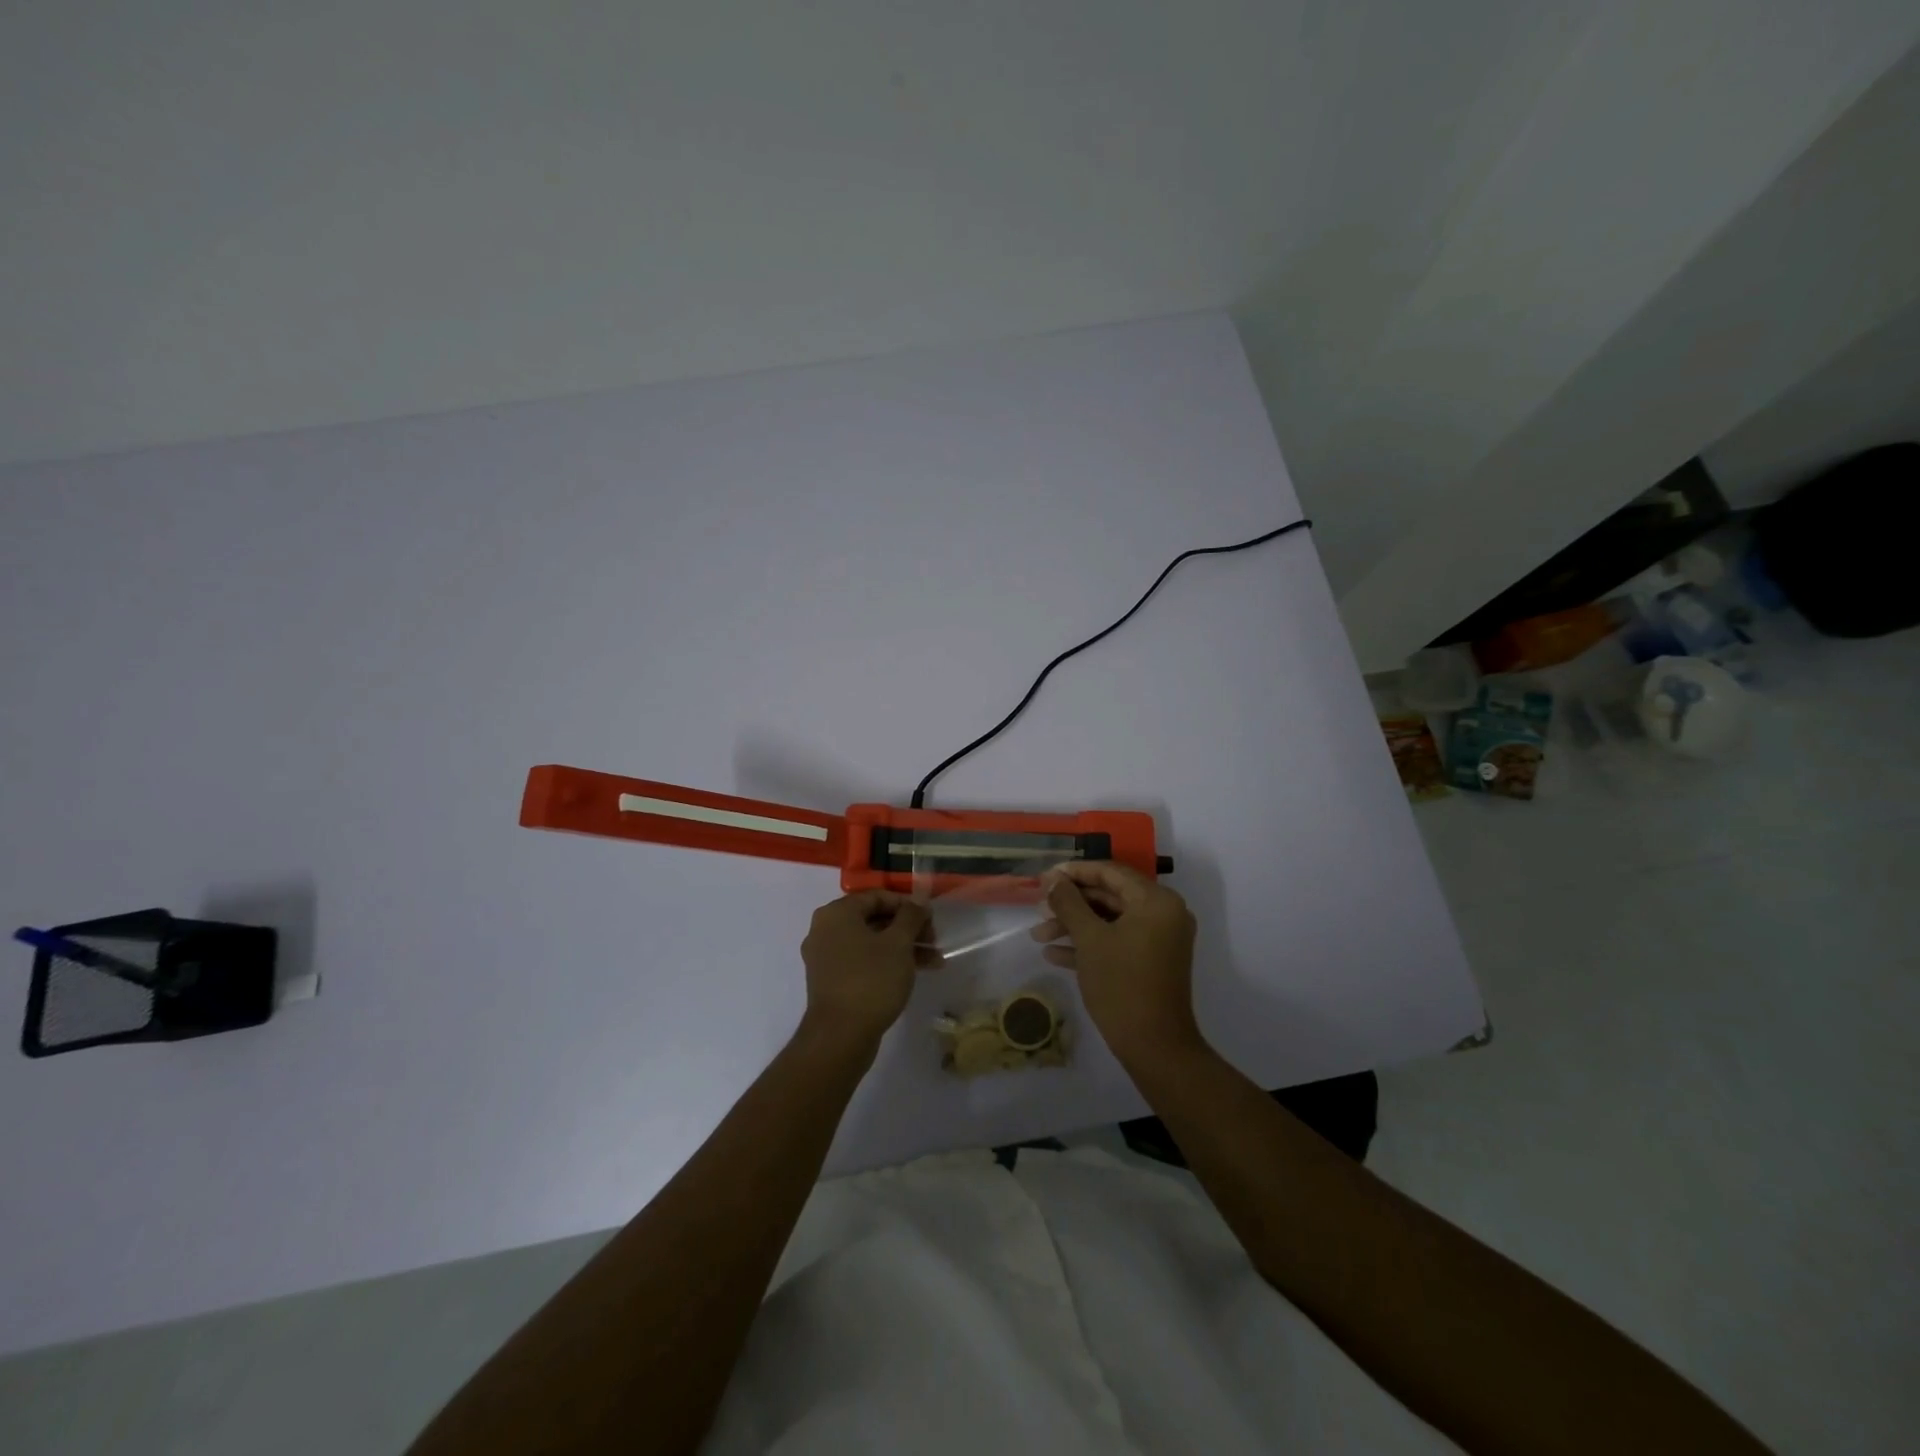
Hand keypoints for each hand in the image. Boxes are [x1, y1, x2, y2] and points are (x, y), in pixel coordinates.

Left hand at [800, 891, 938, 1049]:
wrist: (840, 1037)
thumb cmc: (871, 980)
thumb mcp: (898, 943)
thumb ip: (911, 917)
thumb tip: (918, 903)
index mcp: (836, 914)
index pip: (877, 896)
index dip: (907, 905)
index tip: (930, 919)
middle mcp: (825, 930)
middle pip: (874, 919)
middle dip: (908, 929)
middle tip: (934, 940)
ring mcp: (826, 958)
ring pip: (871, 943)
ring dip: (903, 948)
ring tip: (934, 961)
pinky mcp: (832, 981)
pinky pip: (862, 962)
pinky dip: (887, 963)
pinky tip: (914, 973)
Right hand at [1031, 862, 1200, 1063]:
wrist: (1155, 1047)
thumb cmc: (1122, 985)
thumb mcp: (1089, 939)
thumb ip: (1068, 903)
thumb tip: (1051, 878)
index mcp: (1156, 901)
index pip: (1110, 872)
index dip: (1074, 872)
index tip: (1044, 877)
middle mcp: (1163, 914)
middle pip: (1110, 896)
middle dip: (1071, 904)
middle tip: (1038, 909)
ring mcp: (1159, 940)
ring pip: (1110, 921)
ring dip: (1075, 926)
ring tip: (1038, 935)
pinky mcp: (1152, 962)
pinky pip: (1118, 942)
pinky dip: (1089, 945)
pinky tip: (1054, 955)